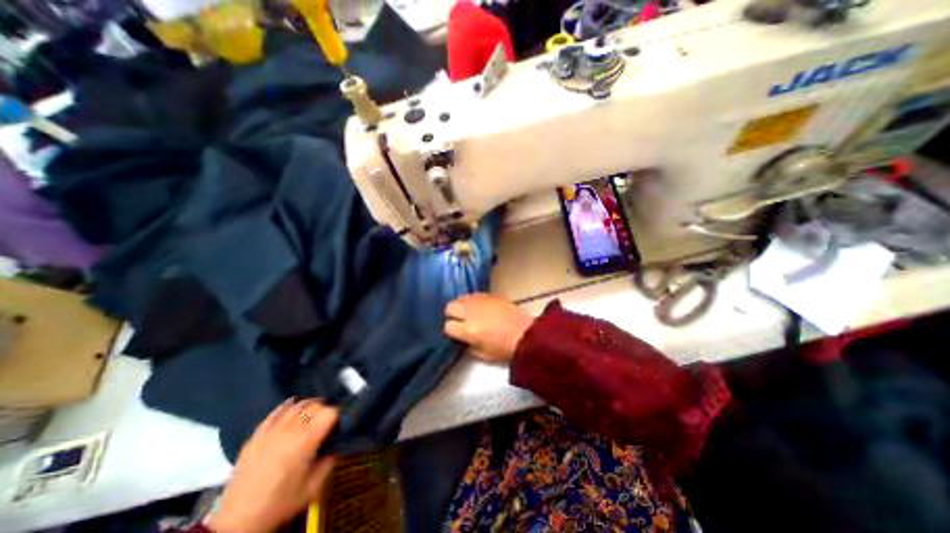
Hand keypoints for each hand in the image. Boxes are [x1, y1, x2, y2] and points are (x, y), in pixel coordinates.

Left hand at [209, 400, 337, 532]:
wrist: (237, 522)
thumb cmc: (280, 503)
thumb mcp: (313, 487)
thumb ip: (329, 461)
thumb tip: (334, 445)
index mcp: (307, 440)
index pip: (330, 412)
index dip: (338, 415)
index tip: (338, 423)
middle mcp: (291, 429)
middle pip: (315, 404)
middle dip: (325, 408)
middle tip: (327, 419)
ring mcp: (272, 429)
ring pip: (297, 404)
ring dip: (309, 405)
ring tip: (312, 413)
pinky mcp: (257, 434)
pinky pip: (276, 411)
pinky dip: (288, 405)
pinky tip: (293, 406)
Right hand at [446, 294, 532, 364]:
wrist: (526, 334)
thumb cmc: (505, 348)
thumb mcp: (483, 355)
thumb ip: (468, 346)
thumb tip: (463, 337)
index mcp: (469, 330)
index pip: (448, 326)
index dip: (450, 330)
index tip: (456, 333)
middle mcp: (471, 312)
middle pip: (450, 307)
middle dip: (451, 314)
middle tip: (459, 320)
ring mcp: (480, 301)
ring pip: (460, 298)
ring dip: (461, 305)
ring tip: (468, 312)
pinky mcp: (489, 294)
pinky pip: (473, 294)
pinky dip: (472, 300)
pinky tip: (478, 307)